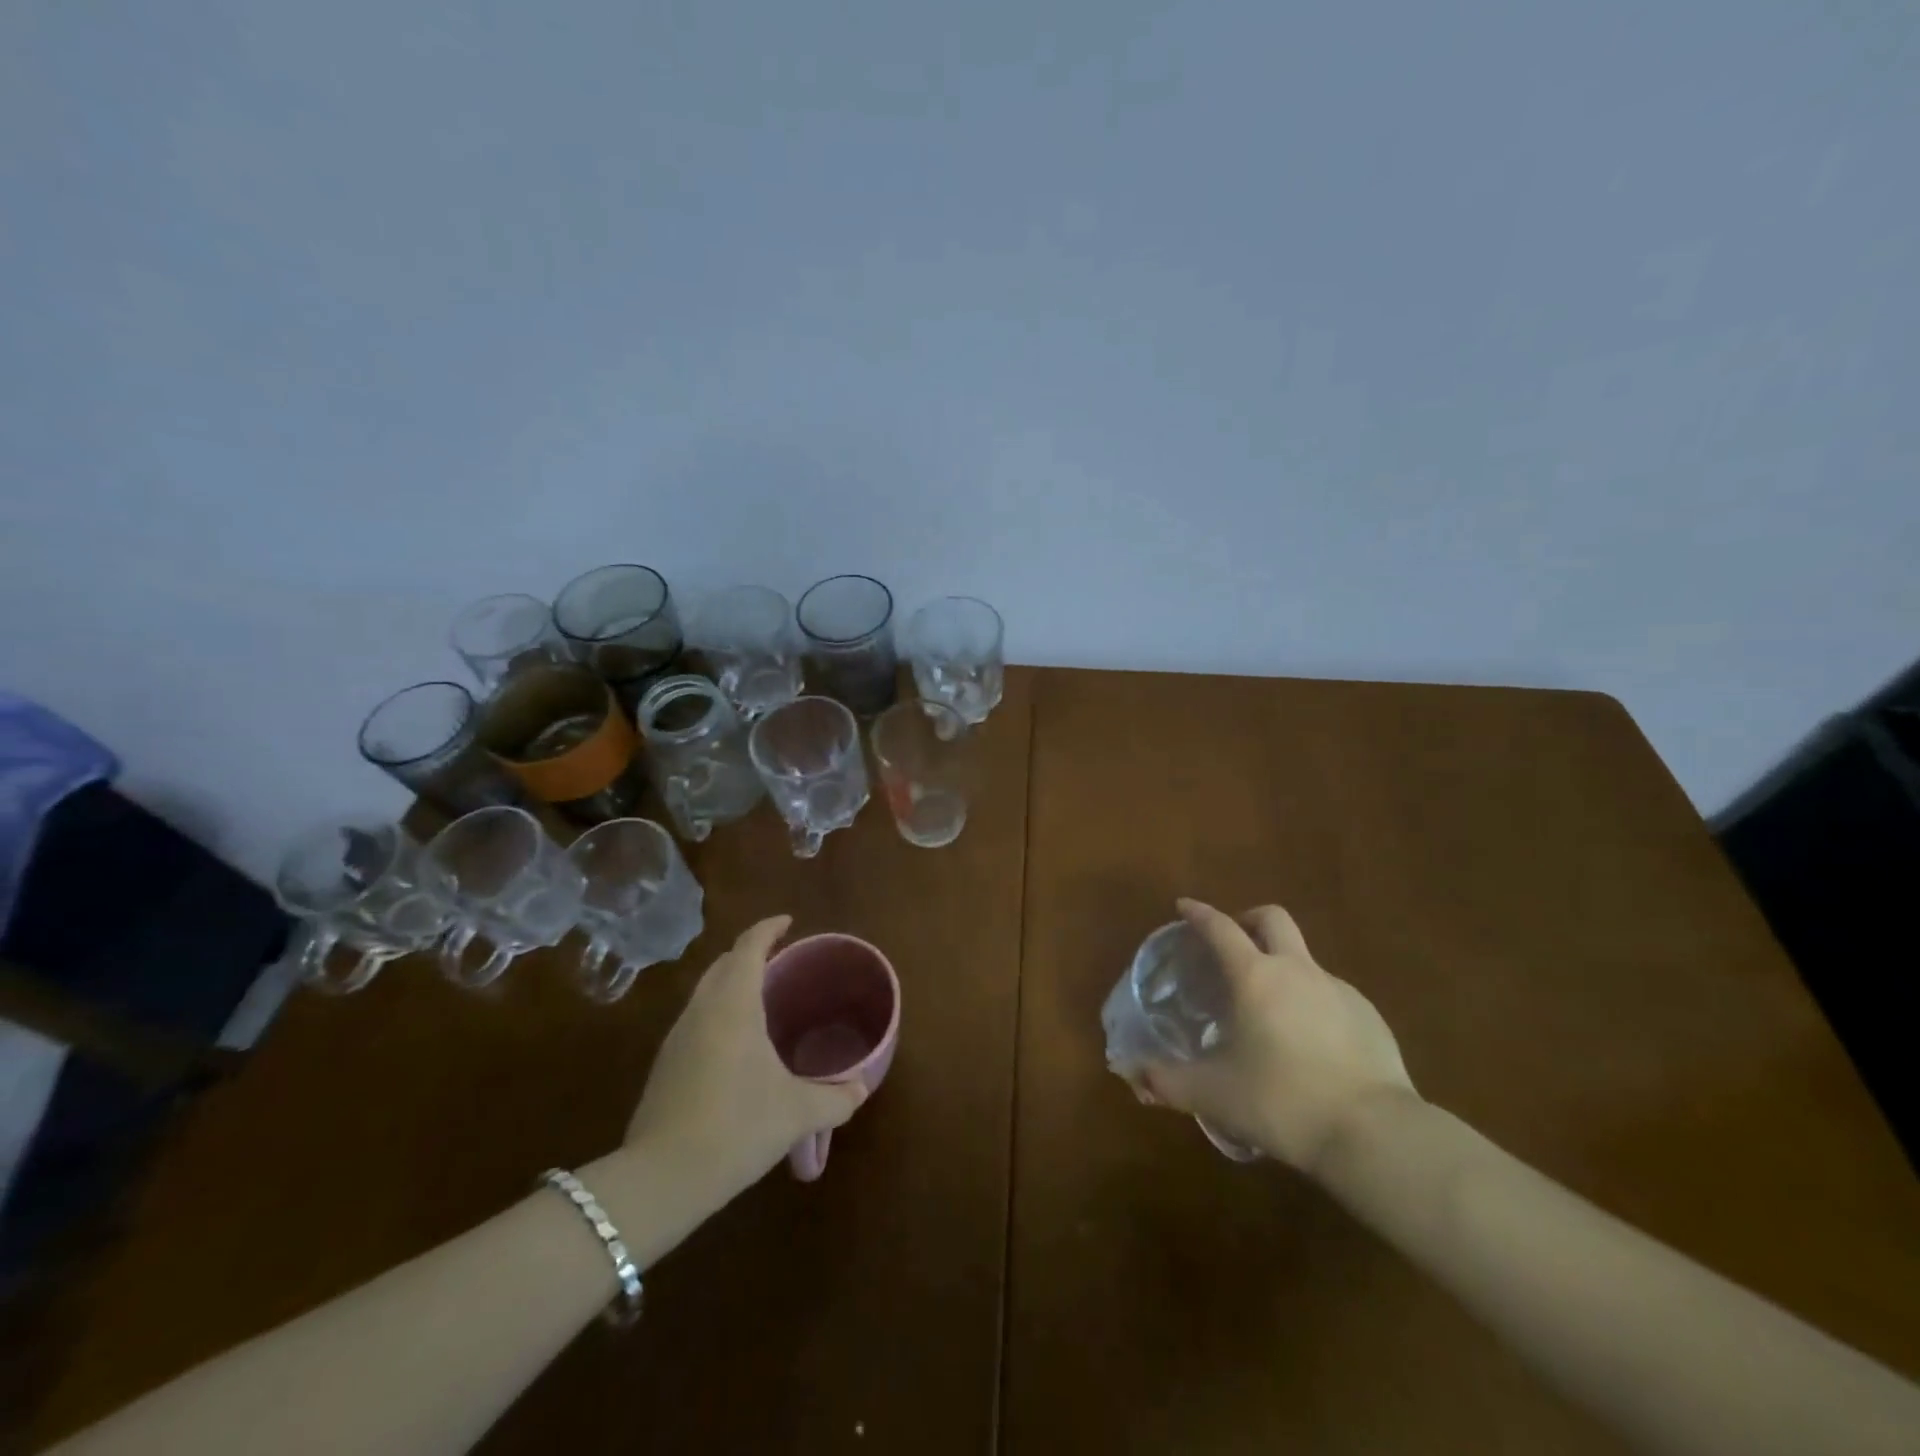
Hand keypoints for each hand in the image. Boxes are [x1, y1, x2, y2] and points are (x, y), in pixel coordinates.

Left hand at [623, 916, 866, 1209]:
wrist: (661, 1179)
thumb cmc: (737, 1127)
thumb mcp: (797, 1112)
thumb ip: (835, 1098)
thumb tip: (861, 1089)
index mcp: (734, 1005)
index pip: (749, 947)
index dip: (768, 928)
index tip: (787, 921)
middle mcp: (701, 1010)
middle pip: (723, 964)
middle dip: (749, 954)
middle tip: (779, 961)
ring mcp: (677, 1038)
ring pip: (705, 992)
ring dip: (731, 984)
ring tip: (760, 999)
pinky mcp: (664, 1066)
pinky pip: (696, 1019)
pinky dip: (718, 1013)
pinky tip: (735, 1045)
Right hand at [1132, 899, 1416, 1172]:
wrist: (1374, 1134)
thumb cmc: (1281, 1101)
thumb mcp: (1214, 1095)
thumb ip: (1168, 1081)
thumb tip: (1134, 1076)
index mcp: (1255, 977)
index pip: (1220, 928)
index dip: (1199, 913)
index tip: (1184, 907)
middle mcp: (1297, 970)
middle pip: (1272, 919)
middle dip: (1248, 920)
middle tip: (1233, 944)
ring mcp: (1339, 991)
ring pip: (1304, 959)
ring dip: (1282, 967)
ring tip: (1269, 1010)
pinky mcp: (1371, 1018)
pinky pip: (1332, 995)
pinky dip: (1312, 1003)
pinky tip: (1310, 1044)